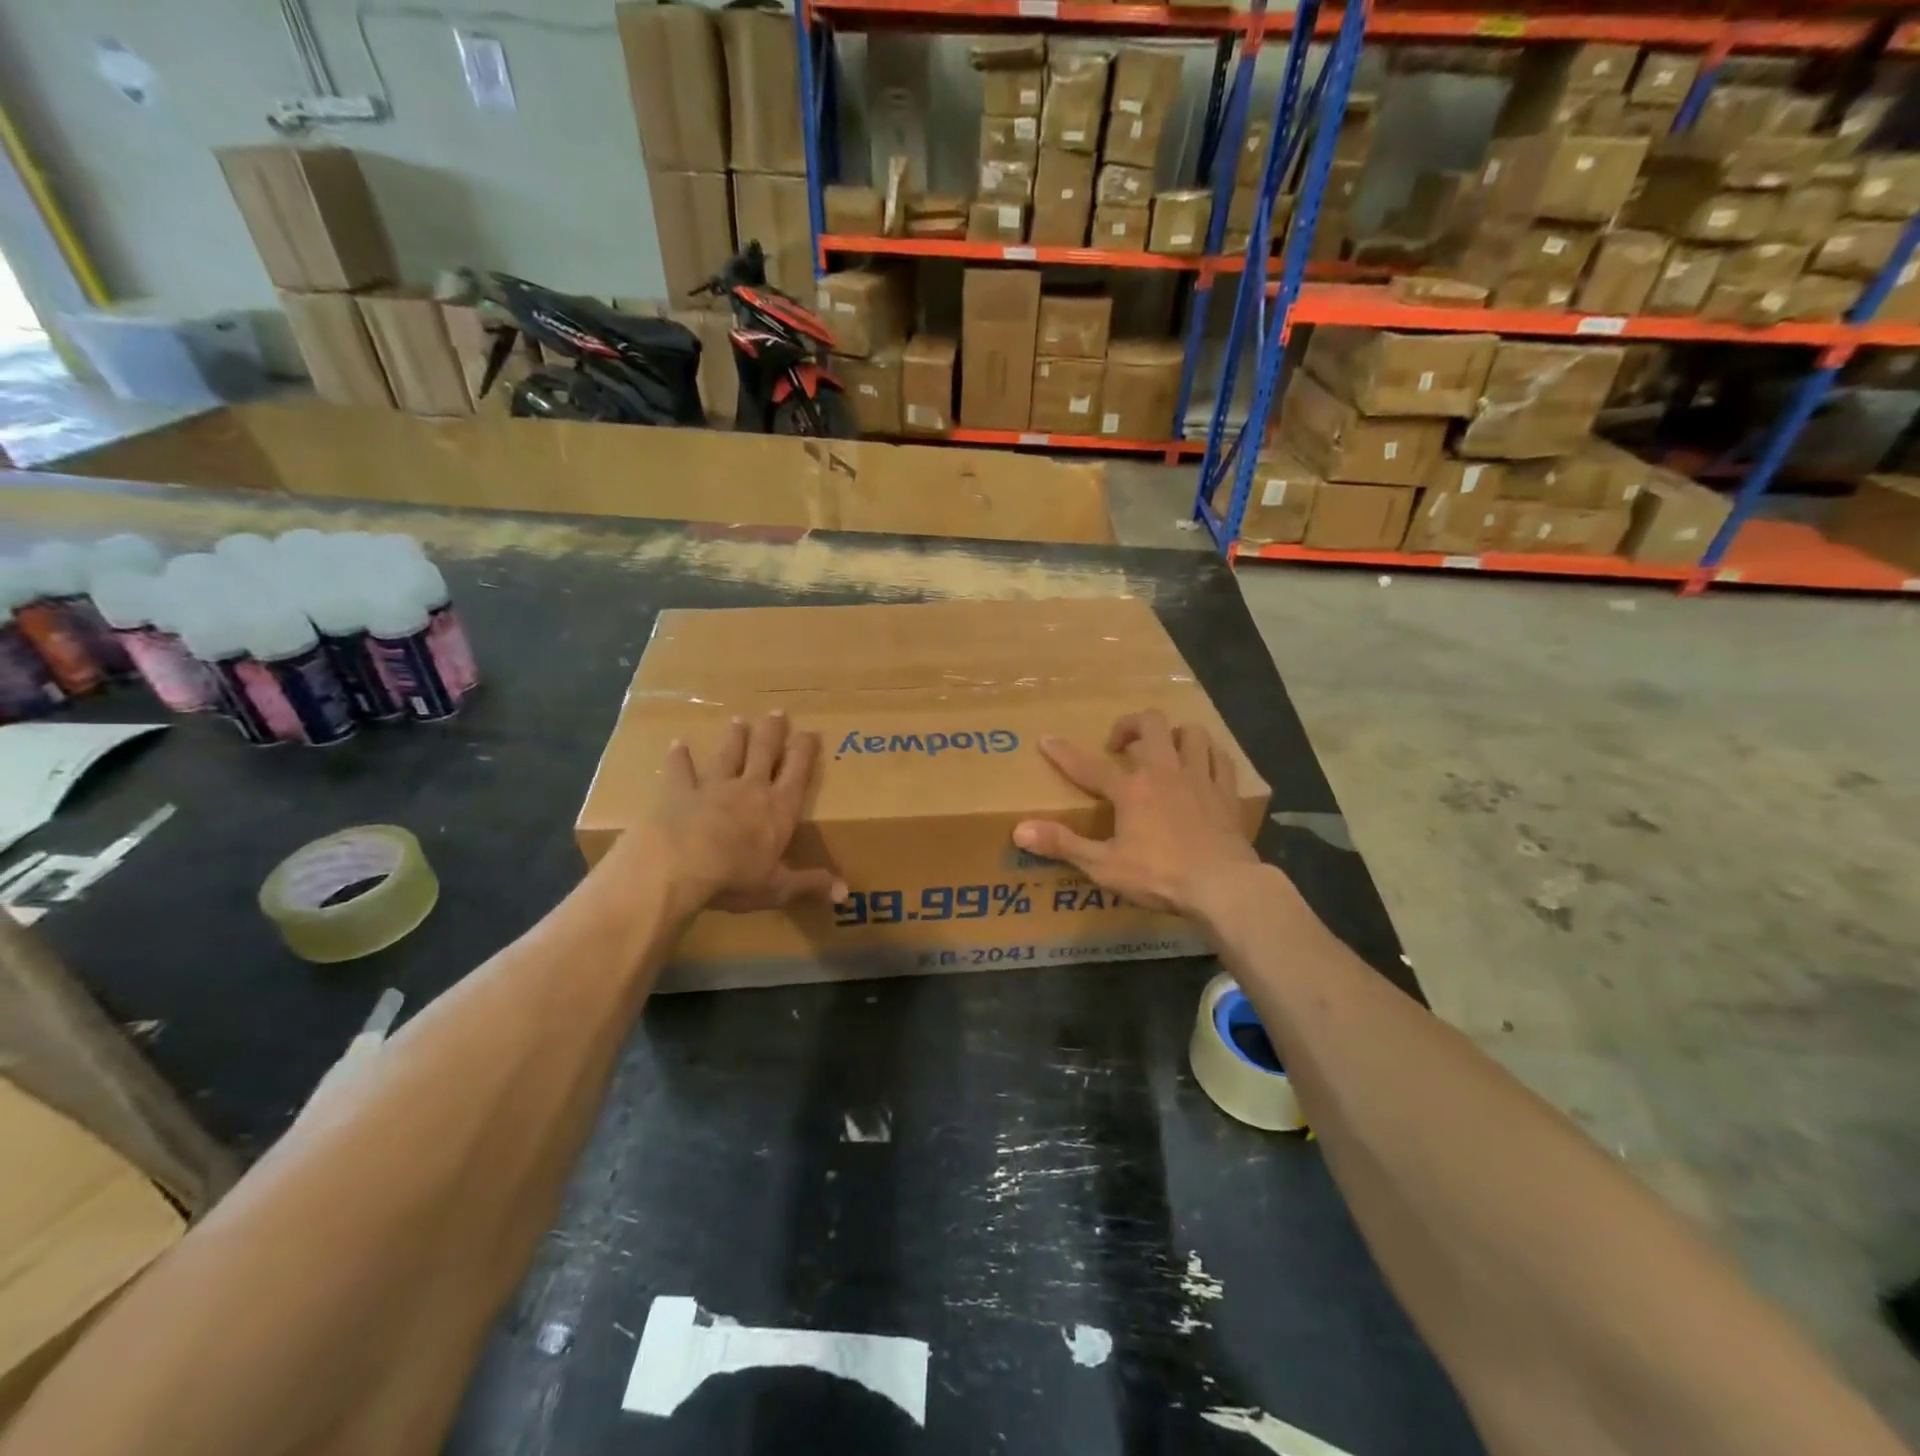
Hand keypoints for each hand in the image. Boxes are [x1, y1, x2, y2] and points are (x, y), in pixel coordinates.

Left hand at [647, 712, 845, 915]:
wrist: (677, 868)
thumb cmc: (734, 878)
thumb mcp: (777, 887)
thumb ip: (810, 884)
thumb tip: (845, 892)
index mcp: (779, 809)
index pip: (798, 771)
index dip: (806, 750)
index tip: (811, 731)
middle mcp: (750, 789)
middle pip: (764, 752)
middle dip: (772, 732)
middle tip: (777, 713)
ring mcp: (712, 787)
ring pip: (728, 754)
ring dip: (735, 737)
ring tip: (738, 720)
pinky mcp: (678, 792)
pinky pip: (680, 770)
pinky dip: (680, 757)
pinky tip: (677, 744)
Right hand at [1014, 710, 1258, 917]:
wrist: (1223, 886)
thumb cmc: (1160, 876)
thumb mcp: (1104, 866)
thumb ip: (1063, 845)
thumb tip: (1019, 830)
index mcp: (1132, 790)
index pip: (1089, 766)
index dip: (1064, 753)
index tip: (1046, 740)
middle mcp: (1165, 772)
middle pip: (1150, 725)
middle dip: (1130, 725)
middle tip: (1120, 745)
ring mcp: (1200, 778)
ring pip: (1191, 732)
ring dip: (1174, 734)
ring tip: (1164, 749)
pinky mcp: (1227, 792)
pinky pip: (1220, 758)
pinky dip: (1208, 754)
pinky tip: (1202, 764)